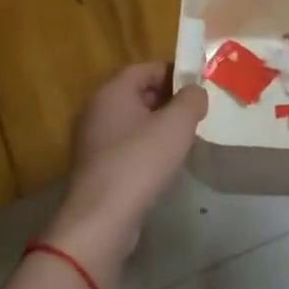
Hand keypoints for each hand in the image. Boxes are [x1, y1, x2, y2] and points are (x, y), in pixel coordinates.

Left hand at [41, 65, 207, 288]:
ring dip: (157, 126)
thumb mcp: (178, 124)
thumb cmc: (140, 161)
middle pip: (137, 93)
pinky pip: (124, 146)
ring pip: (131, 121)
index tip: (197, 88)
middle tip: (194, 114)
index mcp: (112, 91)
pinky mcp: (94, 167)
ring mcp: (91, 140)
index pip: (145, 69)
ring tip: (183, 139)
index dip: (173, 73)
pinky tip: (162, 164)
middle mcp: (96, 110)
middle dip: (168, 100)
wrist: (102, 219)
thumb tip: (195, 92)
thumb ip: (192, 99)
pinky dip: (144, 148)